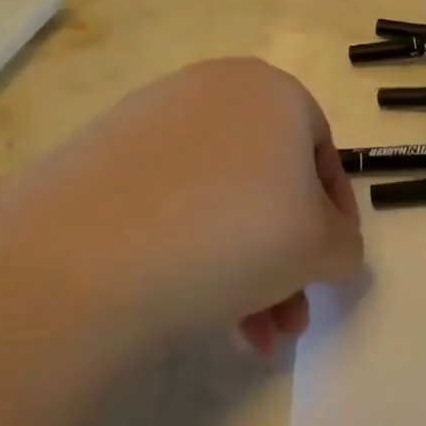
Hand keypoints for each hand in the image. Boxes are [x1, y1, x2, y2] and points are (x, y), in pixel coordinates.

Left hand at [0, 58, 361, 355]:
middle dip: (288, 259)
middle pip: (269, 185)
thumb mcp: (324, 247)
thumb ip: (345, 244)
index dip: (336, 218)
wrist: (80, 264)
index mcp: (271, 90)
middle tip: (291, 314)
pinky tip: (194, 308)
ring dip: (247, 269)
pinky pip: (169, 204)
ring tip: (252, 335)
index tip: (332, 267)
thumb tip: (329, 247)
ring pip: (221, 201)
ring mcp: (146, 121)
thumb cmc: (232, 234)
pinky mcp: (96, 160)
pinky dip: (192, 252)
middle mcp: (210, 90)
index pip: (324, 156)